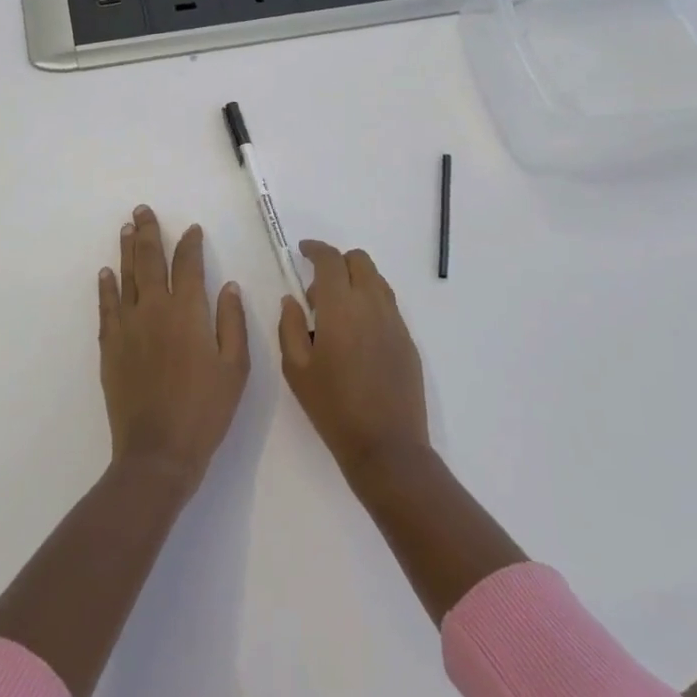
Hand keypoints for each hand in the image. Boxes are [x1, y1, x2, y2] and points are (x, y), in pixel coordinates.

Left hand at [99, 205, 250, 487]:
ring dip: (127, 250)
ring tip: (126, 228)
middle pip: (151, 260)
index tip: (192, 229)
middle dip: (148, 232)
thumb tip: (228, 286)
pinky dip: (107, 287)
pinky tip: (106, 273)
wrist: (158, 452)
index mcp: (189, 312)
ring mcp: (128, 326)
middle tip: (143, 210)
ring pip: (127, 277)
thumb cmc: (205, 410)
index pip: (189, 264)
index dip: (190, 243)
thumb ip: (232, 322)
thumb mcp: (235, 367)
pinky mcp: (110, 346)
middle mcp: (155, 309)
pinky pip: (107, 307)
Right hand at [278, 241, 429, 485]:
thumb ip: (289, 327)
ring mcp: (394, 320)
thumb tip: (292, 300)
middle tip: (318, 291)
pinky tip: (357, 335)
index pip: (330, 259)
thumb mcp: (296, 369)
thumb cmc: (333, 408)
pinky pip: (387, 304)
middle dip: (337, 262)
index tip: (302, 251)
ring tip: (337, 314)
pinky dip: (370, 302)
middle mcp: (371, 304)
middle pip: (359, 260)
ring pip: (376, 280)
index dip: (315, 249)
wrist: (387, 446)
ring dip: (355, 281)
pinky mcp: (407, 339)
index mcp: (341, 307)